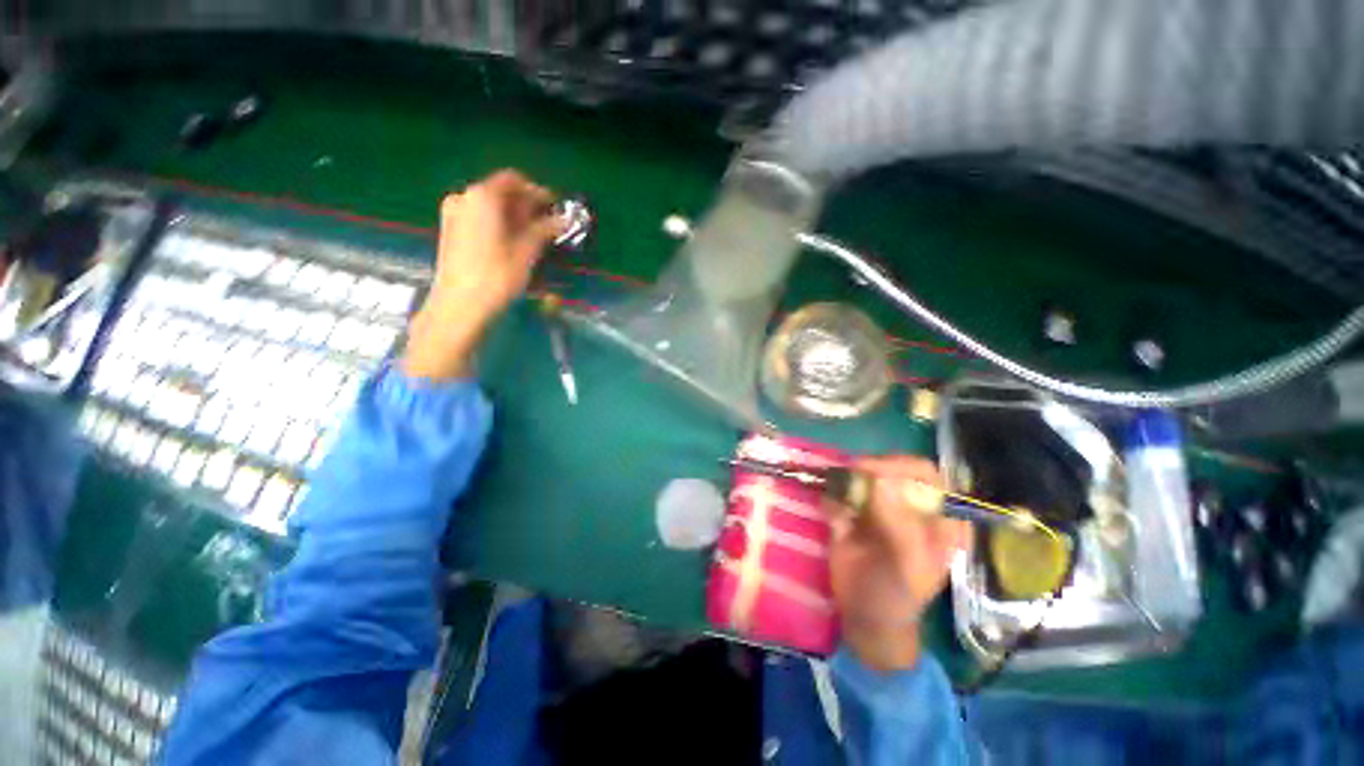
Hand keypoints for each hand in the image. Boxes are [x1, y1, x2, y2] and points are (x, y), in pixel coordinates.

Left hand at [402, 170, 562, 380]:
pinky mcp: (450, 231)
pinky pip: (479, 218)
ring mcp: (453, 214)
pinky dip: (498, 225)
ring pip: (490, 207)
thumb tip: (564, 219)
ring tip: (534, 236)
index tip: (555, 207)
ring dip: (513, 217)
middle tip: (548, 224)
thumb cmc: (497, 276)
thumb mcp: (527, 252)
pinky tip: (512, 243)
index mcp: (482, 196)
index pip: (514, 180)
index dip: (537, 192)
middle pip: (500, 192)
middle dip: (526, 205)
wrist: (460, 306)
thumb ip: (544, 230)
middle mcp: (464, 197)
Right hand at [828, 456, 972, 671]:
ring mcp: (881, 503)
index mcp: (939, 516)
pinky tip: (834, 517)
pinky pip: (841, 490)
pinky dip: (833, 496)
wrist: (864, 614)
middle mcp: (911, 503)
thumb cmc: (897, 594)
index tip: (868, 471)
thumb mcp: (907, 564)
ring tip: (840, 505)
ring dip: (847, 482)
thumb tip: (879, 481)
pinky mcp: (854, 508)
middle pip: (891, 467)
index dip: (899, 466)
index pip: (925, 474)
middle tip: (847, 478)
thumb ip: (899, 523)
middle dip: (868, 470)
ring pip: (862, 475)